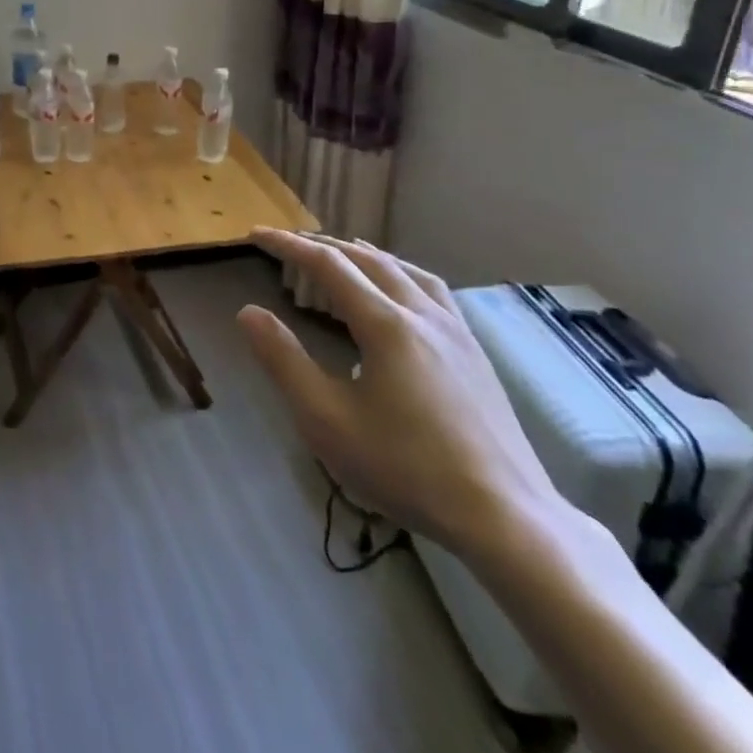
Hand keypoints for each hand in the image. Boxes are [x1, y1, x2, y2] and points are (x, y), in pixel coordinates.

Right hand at [239, 228, 562, 558]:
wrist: (504, 517)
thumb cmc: (405, 468)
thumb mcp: (326, 419)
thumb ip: (284, 361)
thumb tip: (248, 312)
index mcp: (386, 324)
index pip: (328, 266)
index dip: (288, 246)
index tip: (255, 235)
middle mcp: (423, 314)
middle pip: (368, 259)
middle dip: (324, 246)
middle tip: (288, 245)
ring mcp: (456, 332)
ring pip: (405, 270)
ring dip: (365, 255)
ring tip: (342, 254)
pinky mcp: (475, 354)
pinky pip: (431, 291)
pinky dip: (400, 274)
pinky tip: (399, 296)